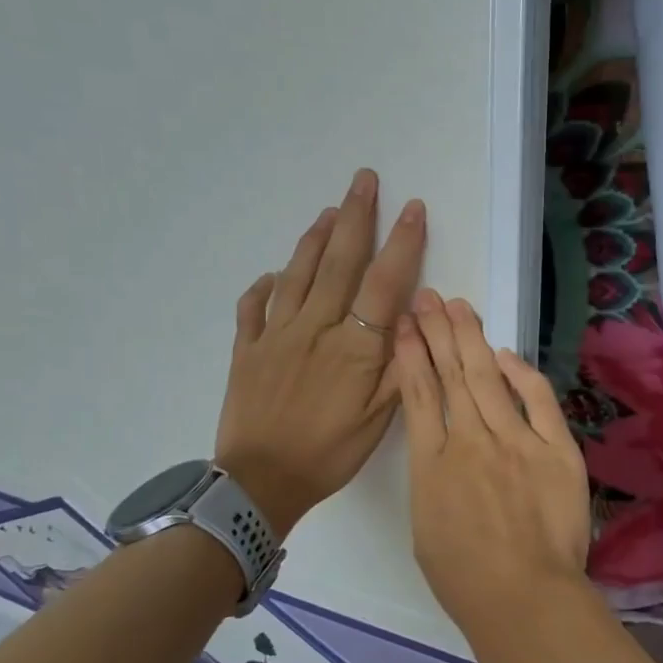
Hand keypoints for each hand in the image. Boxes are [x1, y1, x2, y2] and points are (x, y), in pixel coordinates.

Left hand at [215, 169, 424, 534]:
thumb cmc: (329, 453)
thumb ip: (399, 366)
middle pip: (339, 263)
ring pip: (298, 274)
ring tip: (330, 210)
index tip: (412, 208)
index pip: (384, 284)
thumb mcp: (379, 420)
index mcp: (353, 347)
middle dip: (356, 218)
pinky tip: (272, 273)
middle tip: (365, 180)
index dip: (401, 243)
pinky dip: (264, 285)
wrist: (260, 482)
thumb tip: (416, 318)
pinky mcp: (246, 349)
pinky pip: (253, 307)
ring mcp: (276, 335)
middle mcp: (315, 328)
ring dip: (316, 238)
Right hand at [394, 290, 592, 648]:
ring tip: (459, 308)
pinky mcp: (556, 449)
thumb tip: (442, 443)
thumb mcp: (425, 526)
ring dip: (471, 340)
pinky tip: (506, 353)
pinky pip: (538, 401)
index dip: (411, 354)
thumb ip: (432, 477)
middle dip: (438, 332)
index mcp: (432, 464)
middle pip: (451, 375)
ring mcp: (516, 441)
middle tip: (430, 298)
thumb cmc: (465, 578)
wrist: (523, 597)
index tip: (406, 325)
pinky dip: (522, 374)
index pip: (417, 394)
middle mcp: (470, 441)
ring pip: (488, 378)